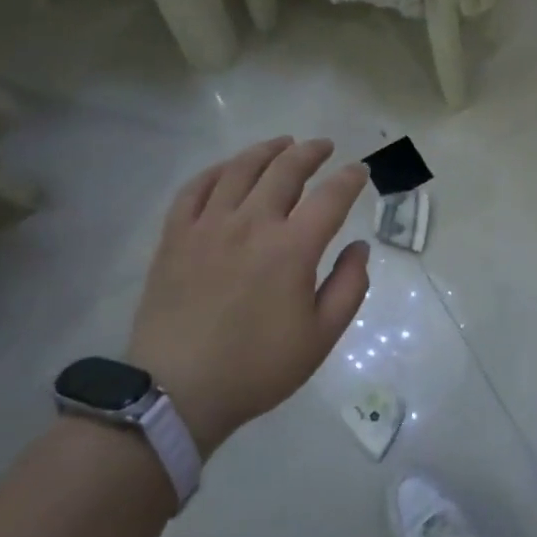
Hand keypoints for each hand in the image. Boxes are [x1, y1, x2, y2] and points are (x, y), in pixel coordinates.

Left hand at [129, 137, 369, 455]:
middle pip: (285, 170)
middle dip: (310, 152)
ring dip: (267, 150)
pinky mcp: (176, 235)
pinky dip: (216, 171)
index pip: (331, 197)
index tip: (359, 171)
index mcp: (292, 248)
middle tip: (323, 147)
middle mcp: (252, 223)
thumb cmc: (256, 368)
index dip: (349, 178)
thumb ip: (348, 286)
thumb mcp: (320, 338)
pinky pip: (196, 188)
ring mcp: (209, 225)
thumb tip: (359, 247)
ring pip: (241, 168)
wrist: (177, 392)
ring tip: (282, 144)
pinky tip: (228, 169)